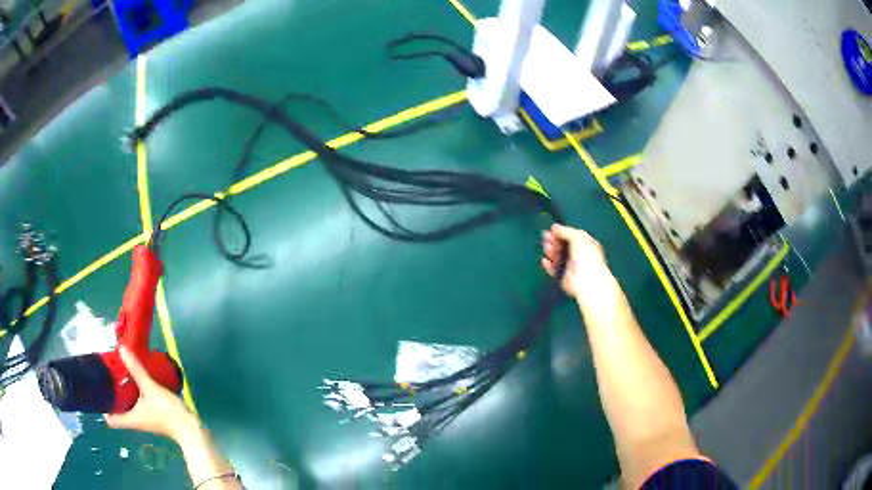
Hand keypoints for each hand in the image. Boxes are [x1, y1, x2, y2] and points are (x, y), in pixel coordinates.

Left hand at [105, 346, 198, 442]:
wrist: (189, 427)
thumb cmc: (167, 412)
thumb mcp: (150, 388)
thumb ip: (136, 369)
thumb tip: (121, 349)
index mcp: (130, 419)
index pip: (110, 420)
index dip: (102, 408)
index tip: (98, 391)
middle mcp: (134, 421)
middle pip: (117, 410)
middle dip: (111, 395)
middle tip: (107, 377)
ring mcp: (143, 419)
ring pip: (126, 406)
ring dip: (122, 393)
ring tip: (119, 375)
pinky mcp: (151, 416)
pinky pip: (136, 404)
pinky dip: (132, 394)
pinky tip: (136, 382)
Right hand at [541, 224, 608, 297]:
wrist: (587, 280)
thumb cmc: (586, 256)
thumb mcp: (578, 237)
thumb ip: (566, 231)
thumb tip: (554, 227)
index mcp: (586, 244)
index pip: (571, 236)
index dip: (561, 232)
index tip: (551, 230)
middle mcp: (578, 255)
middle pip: (563, 246)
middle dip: (553, 240)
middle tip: (545, 237)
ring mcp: (571, 266)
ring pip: (557, 256)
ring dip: (550, 251)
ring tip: (547, 247)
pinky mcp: (563, 277)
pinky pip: (553, 269)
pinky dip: (548, 265)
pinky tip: (545, 260)